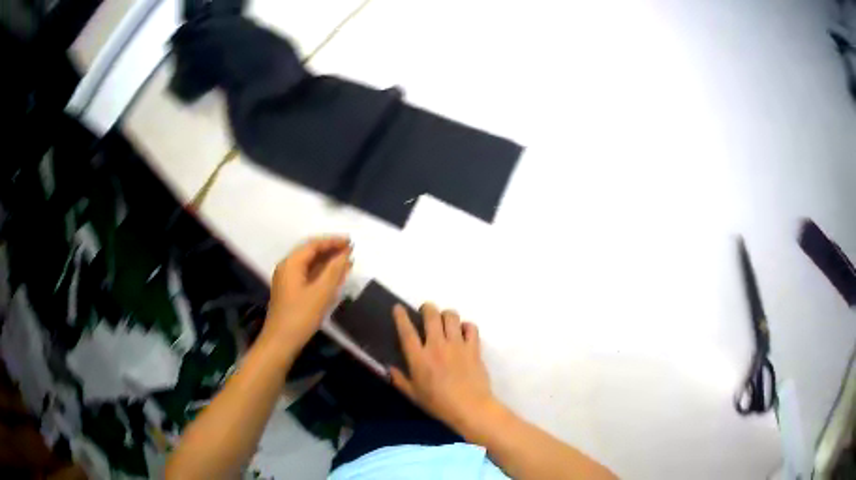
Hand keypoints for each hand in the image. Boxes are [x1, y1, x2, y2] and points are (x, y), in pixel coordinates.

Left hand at [261, 236, 352, 350]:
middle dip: (331, 250)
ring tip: (347, 262)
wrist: (281, 342)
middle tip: (351, 251)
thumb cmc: (301, 316)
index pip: (313, 244)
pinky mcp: (291, 292)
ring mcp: (288, 280)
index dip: (333, 241)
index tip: (350, 242)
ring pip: (310, 265)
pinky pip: (308, 275)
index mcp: (291, 263)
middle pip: (310, 252)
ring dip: (328, 262)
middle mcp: (287, 267)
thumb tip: (345, 253)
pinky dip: (322, 273)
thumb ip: (334, 270)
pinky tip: (335, 278)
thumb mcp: (321, 292)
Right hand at [389, 303, 497, 432]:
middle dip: (427, 308)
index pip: (407, 331)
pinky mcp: (474, 348)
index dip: (401, 317)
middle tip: (426, 312)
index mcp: (419, 358)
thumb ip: (400, 380)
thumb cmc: (439, 404)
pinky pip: (471, 327)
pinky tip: (463, 332)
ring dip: (446, 315)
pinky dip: (466, 326)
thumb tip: (389, 368)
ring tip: (445, 321)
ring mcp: (457, 345)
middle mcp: (437, 346)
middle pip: (431, 316)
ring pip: (451, 317)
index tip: (398, 307)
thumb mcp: (414, 395)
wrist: (470, 408)